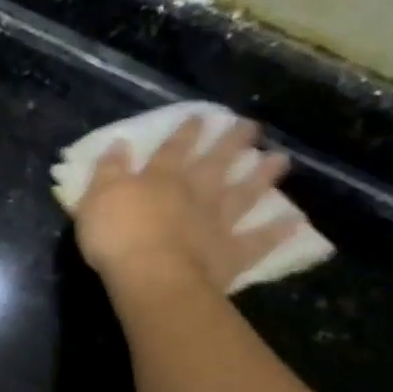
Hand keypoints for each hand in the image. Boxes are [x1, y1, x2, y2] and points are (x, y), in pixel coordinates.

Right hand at [73, 116, 299, 297]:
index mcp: (160, 179)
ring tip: (281, 159)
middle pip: (216, 163)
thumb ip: (109, 171)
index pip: (173, 149)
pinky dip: (277, 232)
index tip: (201, 116)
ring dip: (263, 176)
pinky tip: (295, 222)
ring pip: (244, 193)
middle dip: (232, 143)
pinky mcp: (231, 252)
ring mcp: (217, 222)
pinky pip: (258, 241)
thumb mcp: (97, 198)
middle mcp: (194, 193)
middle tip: (251, 125)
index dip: (186, 132)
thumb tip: (118, 143)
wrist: (151, 275)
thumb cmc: (116, 237)